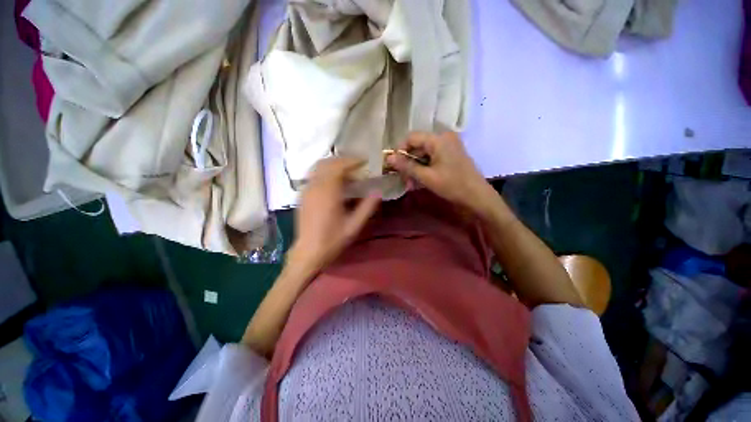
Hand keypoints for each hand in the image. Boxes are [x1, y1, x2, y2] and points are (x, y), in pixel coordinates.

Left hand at [289, 157, 380, 274]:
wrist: (308, 252)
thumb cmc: (332, 240)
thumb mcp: (354, 226)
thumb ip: (367, 207)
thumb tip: (378, 191)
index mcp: (328, 193)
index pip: (338, 167)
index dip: (352, 161)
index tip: (363, 161)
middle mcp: (315, 187)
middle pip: (327, 163)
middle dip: (343, 161)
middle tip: (357, 166)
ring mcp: (306, 190)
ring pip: (318, 167)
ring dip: (333, 165)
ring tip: (347, 172)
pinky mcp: (302, 195)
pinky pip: (313, 175)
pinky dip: (325, 172)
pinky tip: (334, 183)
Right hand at [386, 131, 498, 217]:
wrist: (477, 196)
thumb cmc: (452, 185)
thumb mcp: (426, 177)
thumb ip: (407, 166)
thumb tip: (389, 158)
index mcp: (438, 139)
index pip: (411, 138)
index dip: (400, 151)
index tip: (394, 166)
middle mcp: (444, 138)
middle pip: (418, 146)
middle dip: (408, 163)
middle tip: (403, 179)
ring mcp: (449, 146)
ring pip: (424, 153)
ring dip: (415, 168)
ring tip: (411, 184)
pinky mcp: (451, 154)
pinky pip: (432, 158)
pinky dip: (424, 168)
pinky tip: (420, 181)